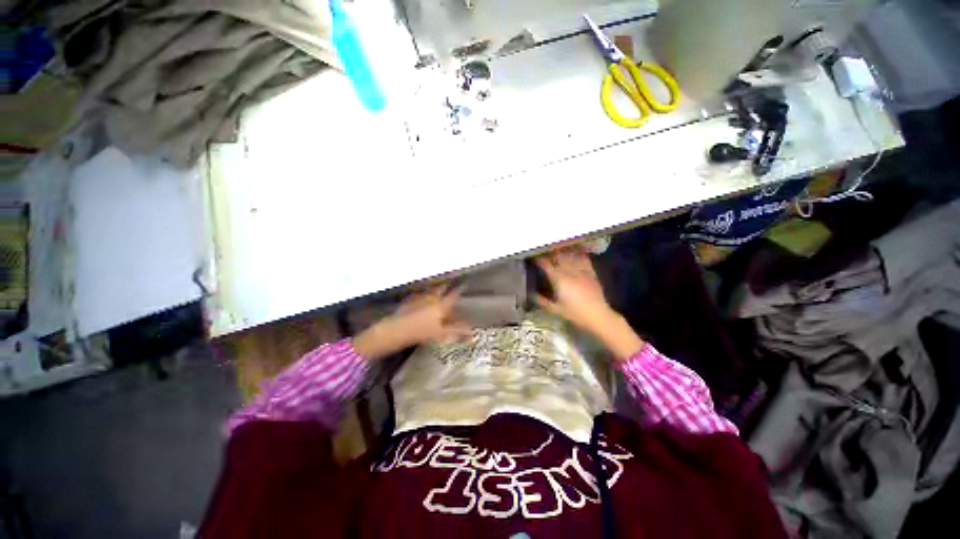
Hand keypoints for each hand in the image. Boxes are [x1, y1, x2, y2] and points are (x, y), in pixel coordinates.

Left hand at [353, 284, 470, 360]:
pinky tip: (421, 297)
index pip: (453, 294)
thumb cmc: (422, 332)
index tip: (463, 284)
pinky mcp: (409, 300)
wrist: (397, 329)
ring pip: (430, 289)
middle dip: (446, 285)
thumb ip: (457, 331)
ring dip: (435, 288)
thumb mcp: (442, 333)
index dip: (459, 289)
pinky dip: (423, 294)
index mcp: (441, 304)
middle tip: (450, 283)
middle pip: (441, 288)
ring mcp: (419, 297)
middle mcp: (432, 297)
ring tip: (438, 288)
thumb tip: (472, 332)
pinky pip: (419, 294)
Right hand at [534, 247, 616, 333]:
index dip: (538, 259)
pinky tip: (574, 250)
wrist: (597, 316)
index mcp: (558, 279)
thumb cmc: (574, 314)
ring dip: (562, 251)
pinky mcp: (591, 272)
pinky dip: (577, 253)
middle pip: (557, 256)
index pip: (546, 264)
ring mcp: (581, 270)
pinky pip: (583, 258)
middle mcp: (569, 271)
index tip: (532, 258)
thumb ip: (541, 301)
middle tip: (543, 252)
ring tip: (556, 249)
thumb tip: (530, 294)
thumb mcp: (555, 309)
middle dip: (549, 253)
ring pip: (570, 255)